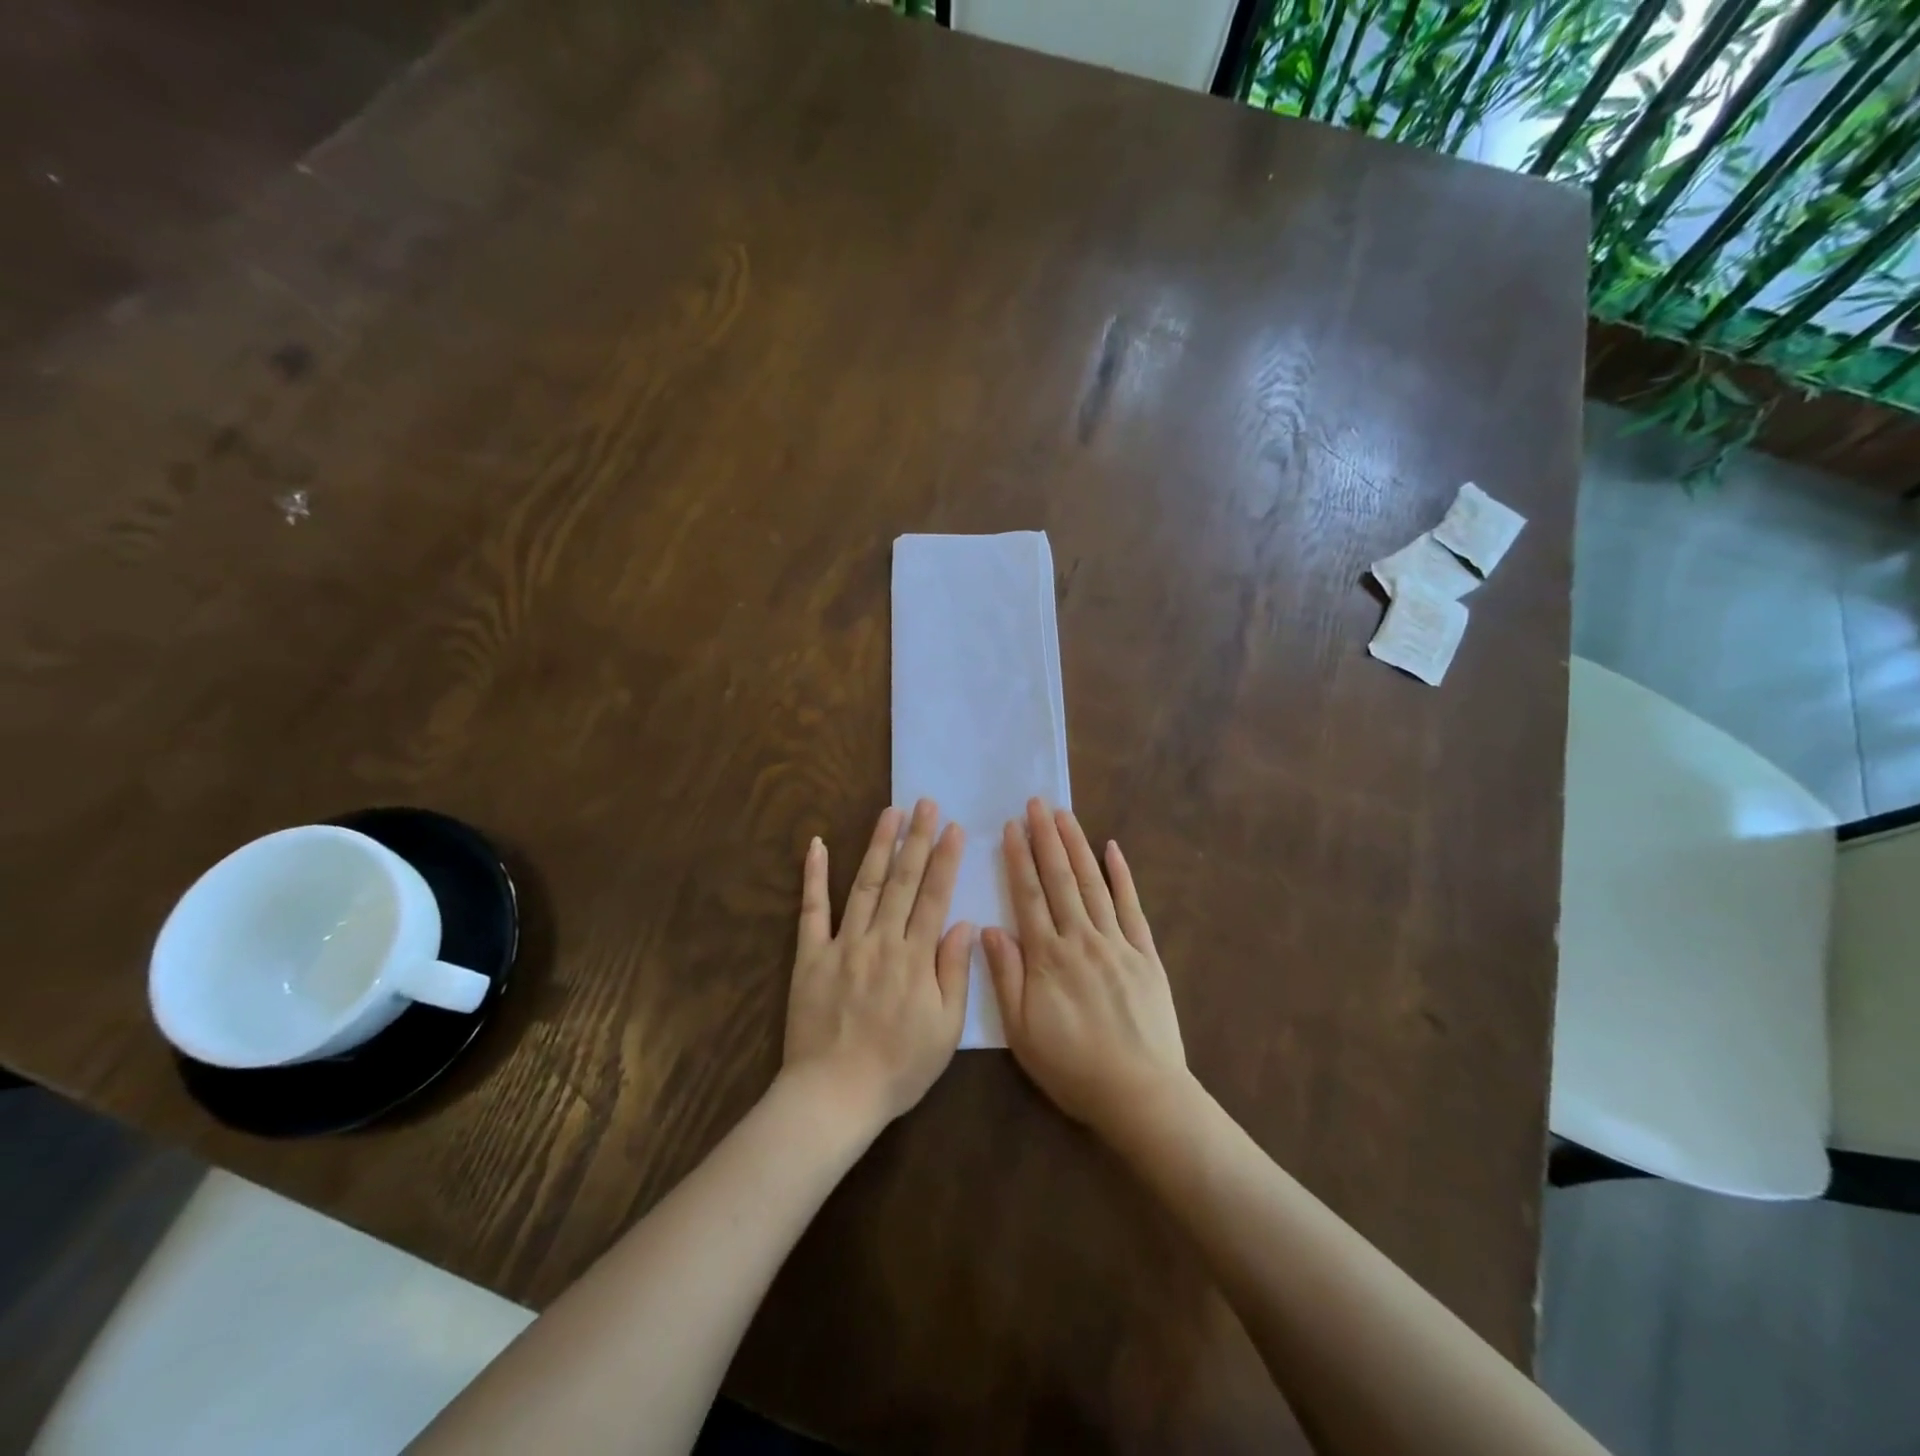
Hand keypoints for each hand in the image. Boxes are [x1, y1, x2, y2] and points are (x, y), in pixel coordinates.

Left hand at [782, 800, 972, 1131]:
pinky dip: (814, 876)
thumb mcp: (945, 1029)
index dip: (944, 860)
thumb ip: (955, 973)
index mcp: (915, 958)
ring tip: (890, 812)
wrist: (834, 1096)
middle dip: (916, 839)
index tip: (952, 827)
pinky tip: (818, 845)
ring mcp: (842, 944)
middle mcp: (880, 940)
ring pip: (864, 885)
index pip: (934, 897)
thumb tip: (964, 924)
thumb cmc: (899, 1067)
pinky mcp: (810, 956)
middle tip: (924, 803)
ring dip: (878, 845)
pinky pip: (811, 910)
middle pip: (902, 881)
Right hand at [983, 799, 1186, 1138]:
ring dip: (1077, 846)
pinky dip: (1122, 875)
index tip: (1011, 827)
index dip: (1018, 859)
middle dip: (1046, 838)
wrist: (1141, 1093)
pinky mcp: (1145, 954)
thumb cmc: (1073, 1067)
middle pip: (1060, 879)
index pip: (1029, 896)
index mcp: (1048, 957)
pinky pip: (1132, 906)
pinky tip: (1113, 849)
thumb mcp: (1023, 1032)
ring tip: (1065, 814)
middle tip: (1036, 804)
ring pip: (1093, 883)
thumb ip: (1006, 977)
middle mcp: (1081, 939)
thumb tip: (988, 928)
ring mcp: (1117, 942)